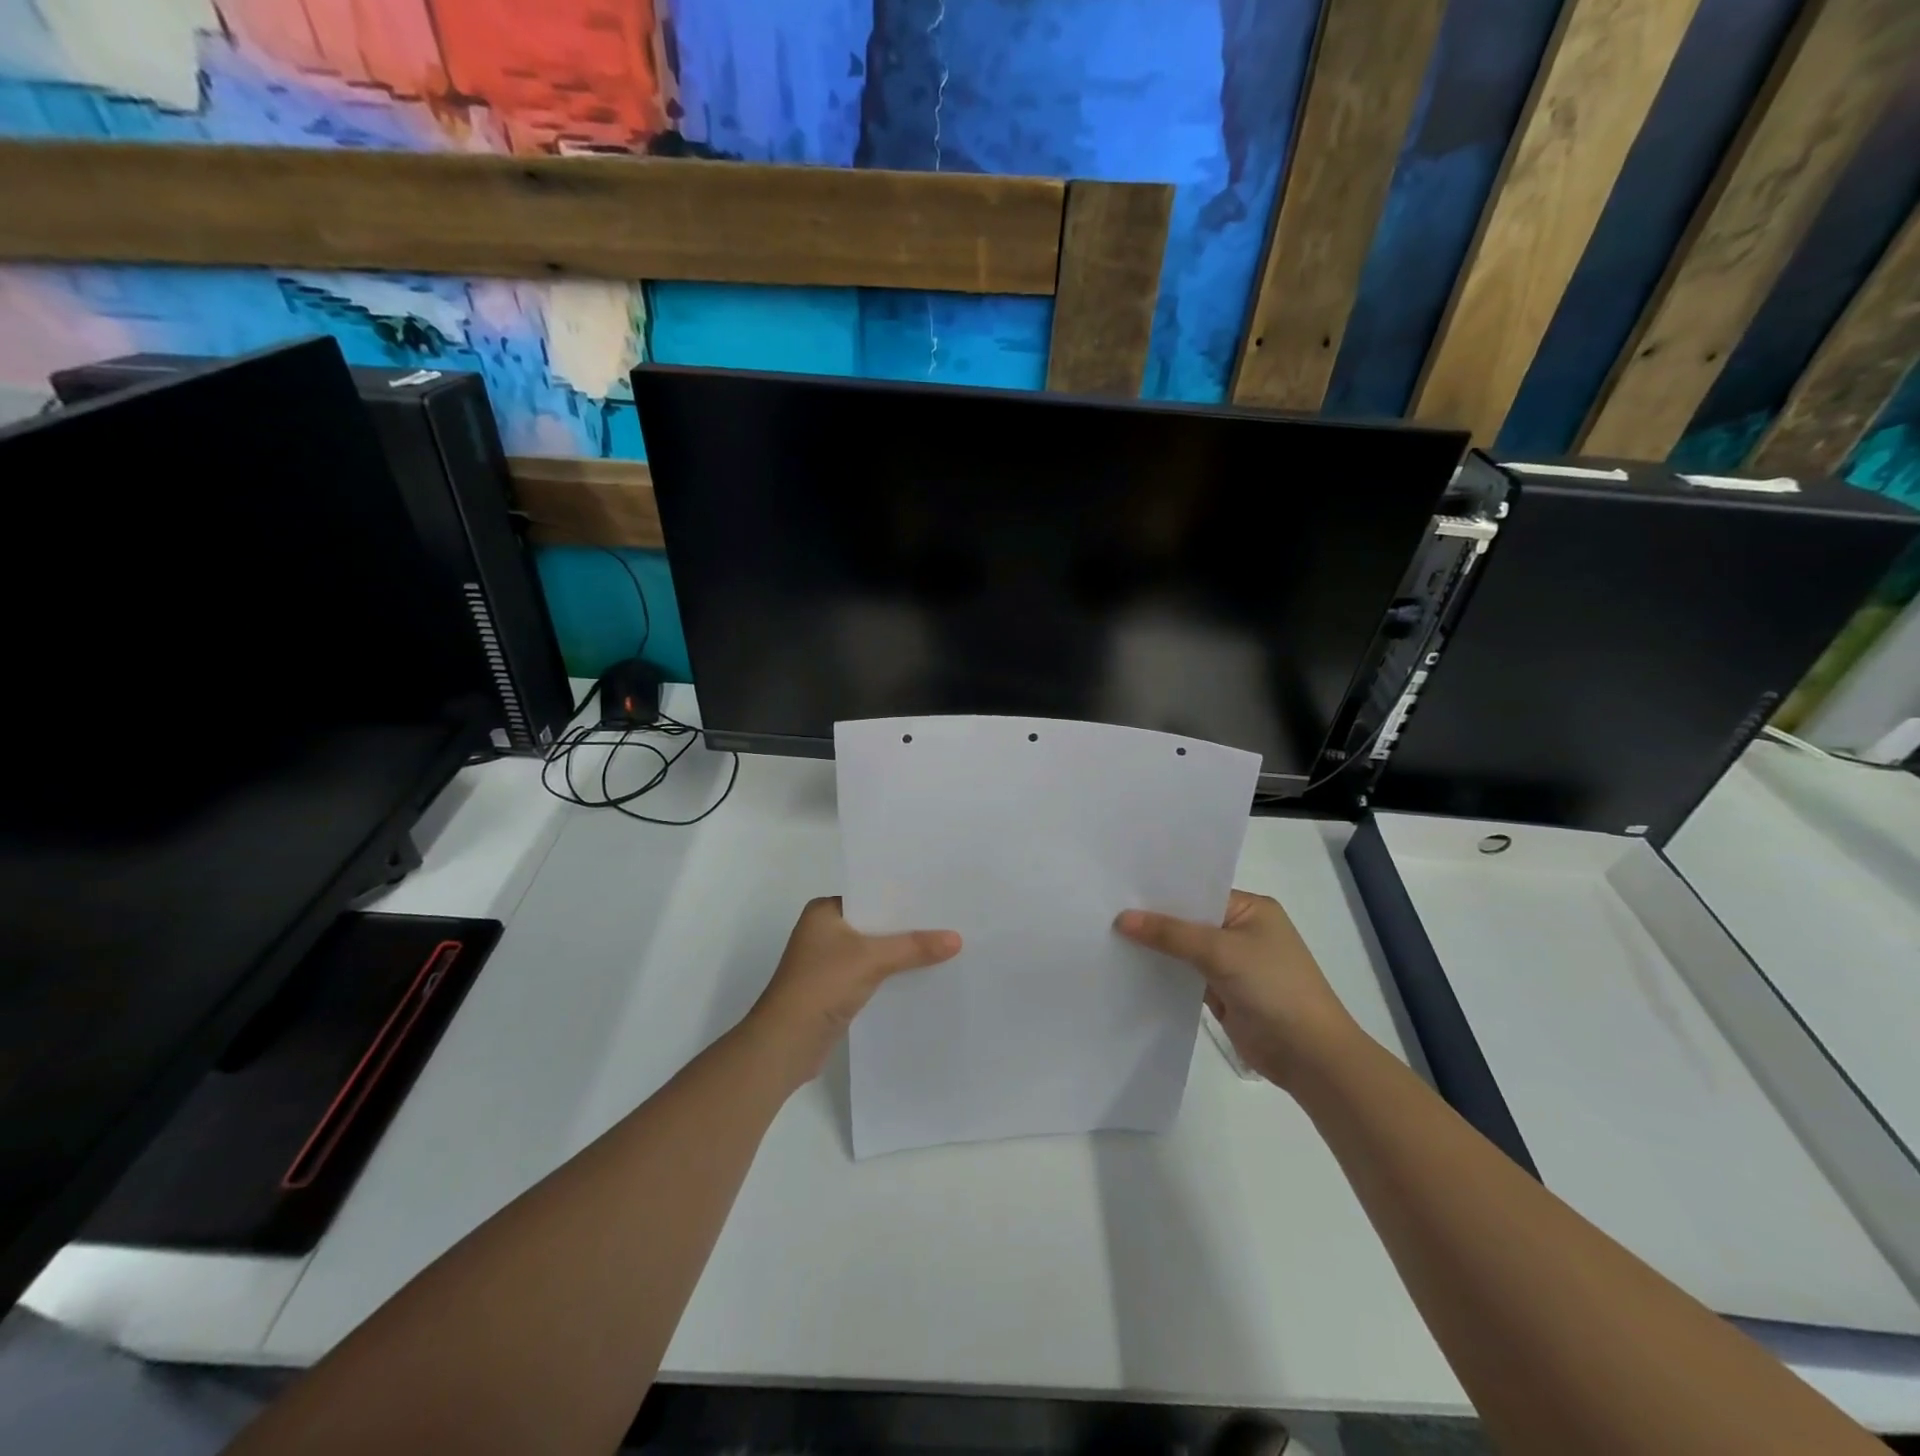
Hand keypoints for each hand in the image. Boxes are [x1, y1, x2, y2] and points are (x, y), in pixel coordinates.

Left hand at [745, 897, 960, 1089]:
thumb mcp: (871, 959)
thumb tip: (957, 938)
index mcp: (824, 911)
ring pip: (874, 949)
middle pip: (875, 923)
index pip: (871, 894)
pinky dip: (892, 973)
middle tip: (949, 919)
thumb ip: (914, 947)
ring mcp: (829, 961)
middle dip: (907, 925)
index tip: (937, 895)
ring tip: (944, 945)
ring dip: (901, 951)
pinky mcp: (836, 989)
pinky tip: (922, 975)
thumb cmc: (821, 986)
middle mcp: (824, 930)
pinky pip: (872, 972)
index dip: (903, 896)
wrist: (786, 1044)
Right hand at [1116, 890, 1358, 1088]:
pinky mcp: (1222, 992)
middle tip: (1104, 909)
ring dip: (1155, 948)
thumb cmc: (1274, 988)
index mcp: (1251, 909)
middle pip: (1188, 919)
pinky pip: (1185, 975)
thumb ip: (1171, 933)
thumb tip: (1121, 918)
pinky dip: (1163, 973)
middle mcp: (1241, 930)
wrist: (1309, 1056)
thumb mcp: (1220, 951)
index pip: (1198, 891)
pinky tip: (1129, 967)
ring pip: (1184, 949)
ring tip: (1107, 935)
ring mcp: (1231, 963)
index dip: (1162, 891)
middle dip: (1154, 919)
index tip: (1119, 887)